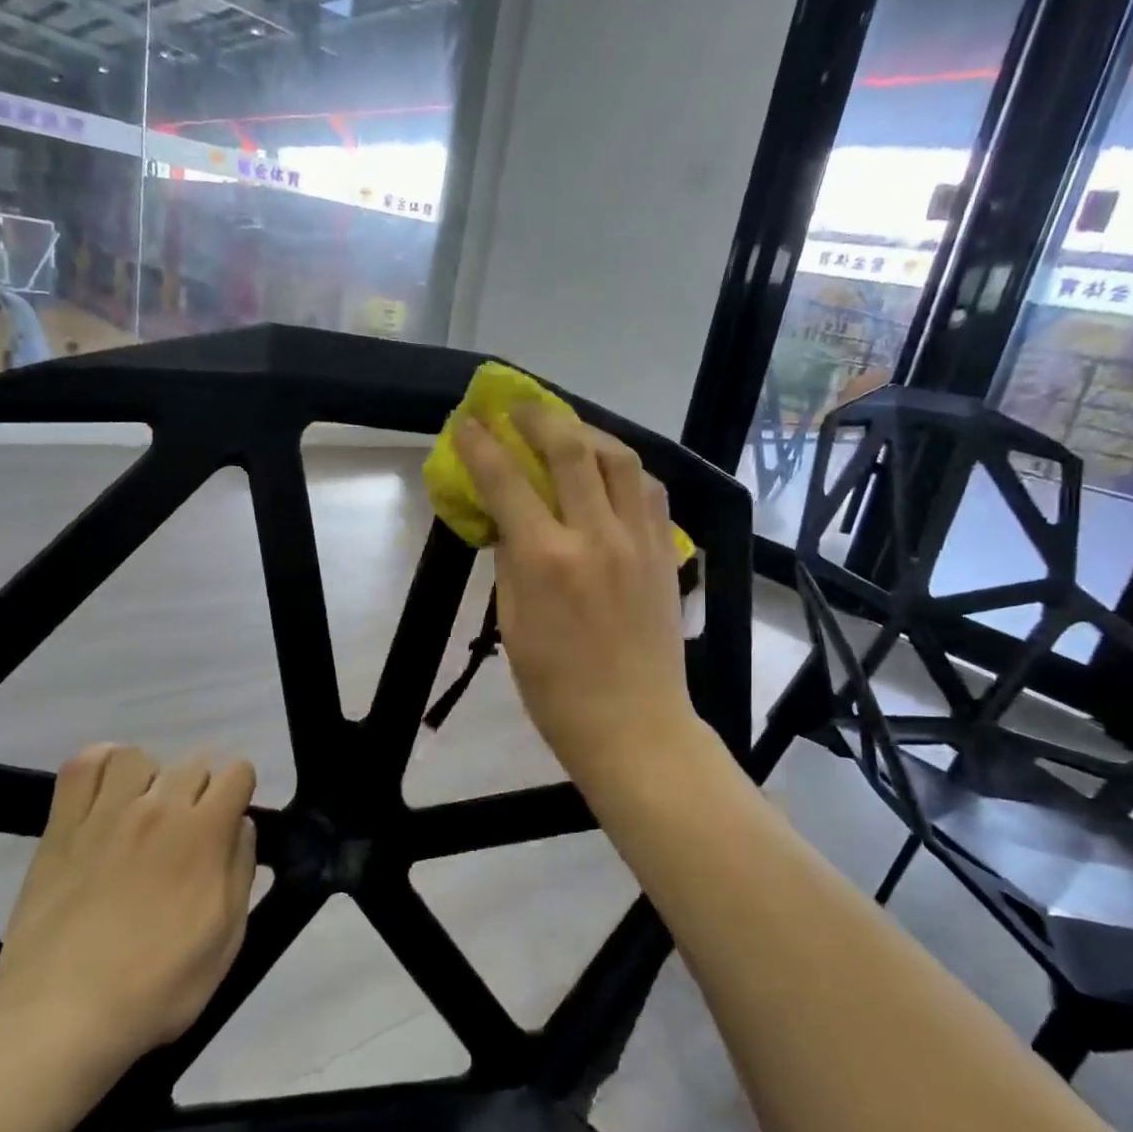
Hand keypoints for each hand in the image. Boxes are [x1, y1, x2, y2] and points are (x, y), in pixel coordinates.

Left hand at [0, 745, 256, 1080]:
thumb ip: (241, 871)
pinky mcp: (61, 828)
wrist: (61, 1019)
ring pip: (139, 757)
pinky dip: (98, 765)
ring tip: (143, 812)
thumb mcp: (227, 939)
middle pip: (193, 763)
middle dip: (201, 791)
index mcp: (205, 833)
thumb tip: (241, 825)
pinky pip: (81, 767)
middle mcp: (160, 808)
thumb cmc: (157, 987)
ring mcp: (106, 814)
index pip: (238, 772)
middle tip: (187, 834)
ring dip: (150, 778)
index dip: (240, 794)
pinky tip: (105, 791)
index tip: (229, 824)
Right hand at [453, 404, 700, 785]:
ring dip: (587, 432)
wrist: (634, 726)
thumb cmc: (556, 690)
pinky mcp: (665, 552)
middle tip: (517, 406)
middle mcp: (596, 536)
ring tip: (566, 430)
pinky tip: (608, 470)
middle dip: (538, 417)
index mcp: (547, 561)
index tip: (467, 422)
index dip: (482, 445)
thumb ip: (510, 563)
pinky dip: (624, 467)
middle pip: (570, 449)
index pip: (506, 482)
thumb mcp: (512, 627)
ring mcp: (639, 540)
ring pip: (620, 458)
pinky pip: (649, 489)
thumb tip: (508, 520)